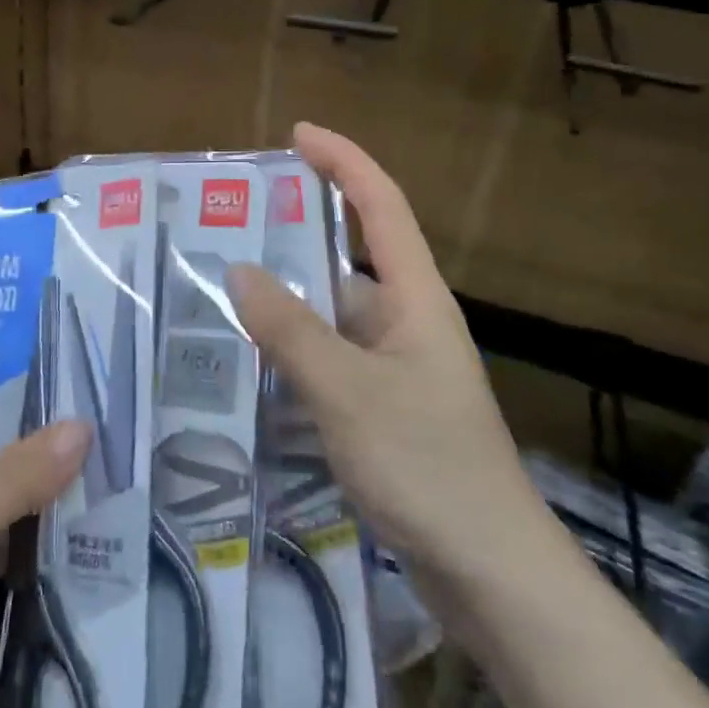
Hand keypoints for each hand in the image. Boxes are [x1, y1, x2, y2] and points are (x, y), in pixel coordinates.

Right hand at [229, 124, 535, 578]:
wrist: (491, 574)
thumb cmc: (427, 465)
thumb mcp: (348, 392)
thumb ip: (291, 330)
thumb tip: (239, 270)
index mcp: (415, 299)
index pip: (379, 205)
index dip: (342, 160)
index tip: (296, 133)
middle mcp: (406, 323)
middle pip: (346, 258)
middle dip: (293, 236)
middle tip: (226, 228)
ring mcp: (395, 370)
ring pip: (331, 317)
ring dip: (284, 304)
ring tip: (217, 294)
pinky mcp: (383, 411)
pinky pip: (328, 362)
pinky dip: (291, 354)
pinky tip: (246, 366)